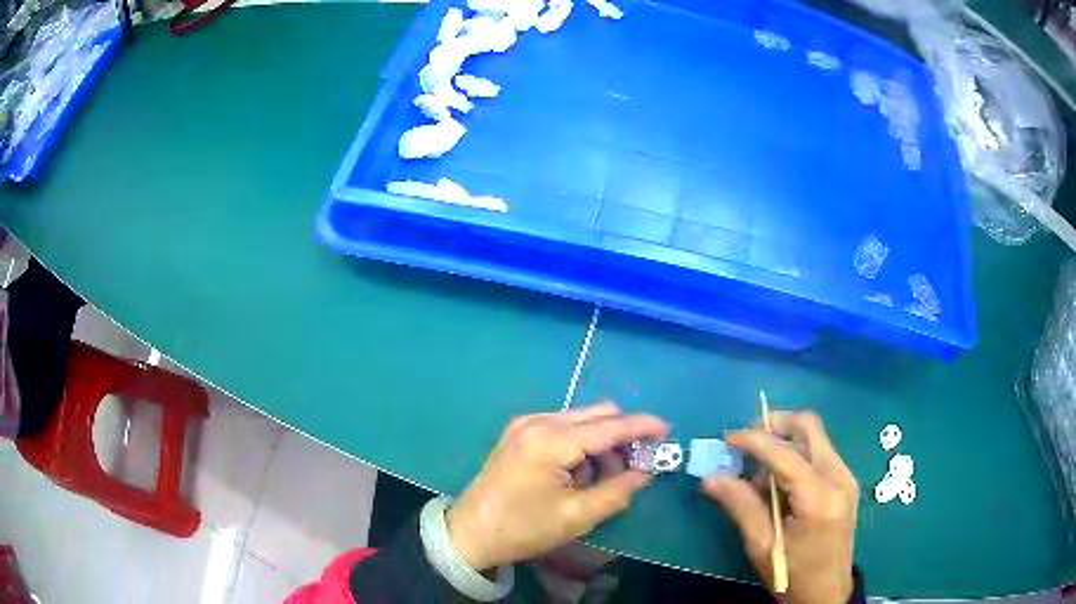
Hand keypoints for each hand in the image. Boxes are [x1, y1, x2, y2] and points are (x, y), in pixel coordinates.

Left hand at [445, 402, 668, 570]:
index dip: (641, 426)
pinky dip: (581, 444)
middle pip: (597, 415)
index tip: (666, 430)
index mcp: (551, 441)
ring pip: (581, 420)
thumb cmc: (523, 528)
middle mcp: (538, 422)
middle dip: (623, 434)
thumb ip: (617, 492)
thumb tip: (644, 473)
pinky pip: (563, 427)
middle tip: (638, 463)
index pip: (609, 426)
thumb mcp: (576, 517)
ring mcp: (525, 424)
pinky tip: (580, 472)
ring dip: (602, 441)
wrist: (470, 533)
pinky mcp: (518, 433)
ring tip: (606, 477)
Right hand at [702, 411, 858, 603]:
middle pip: (809, 426)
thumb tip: (711, 478)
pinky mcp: (846, 482)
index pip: (785, 453)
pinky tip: (779, 484)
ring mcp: (846, 477)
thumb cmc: (792, 575)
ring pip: (814, 438)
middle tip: (747, 440)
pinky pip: (819, 453)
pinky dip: (796, 456)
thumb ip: (740, 506)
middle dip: (775, 424)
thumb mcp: (762, 546)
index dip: (754, 440)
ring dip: (785, 443)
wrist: (826, 593)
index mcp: (818, 498)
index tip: (727, 439)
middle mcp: (839, 477)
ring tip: (760, 475)